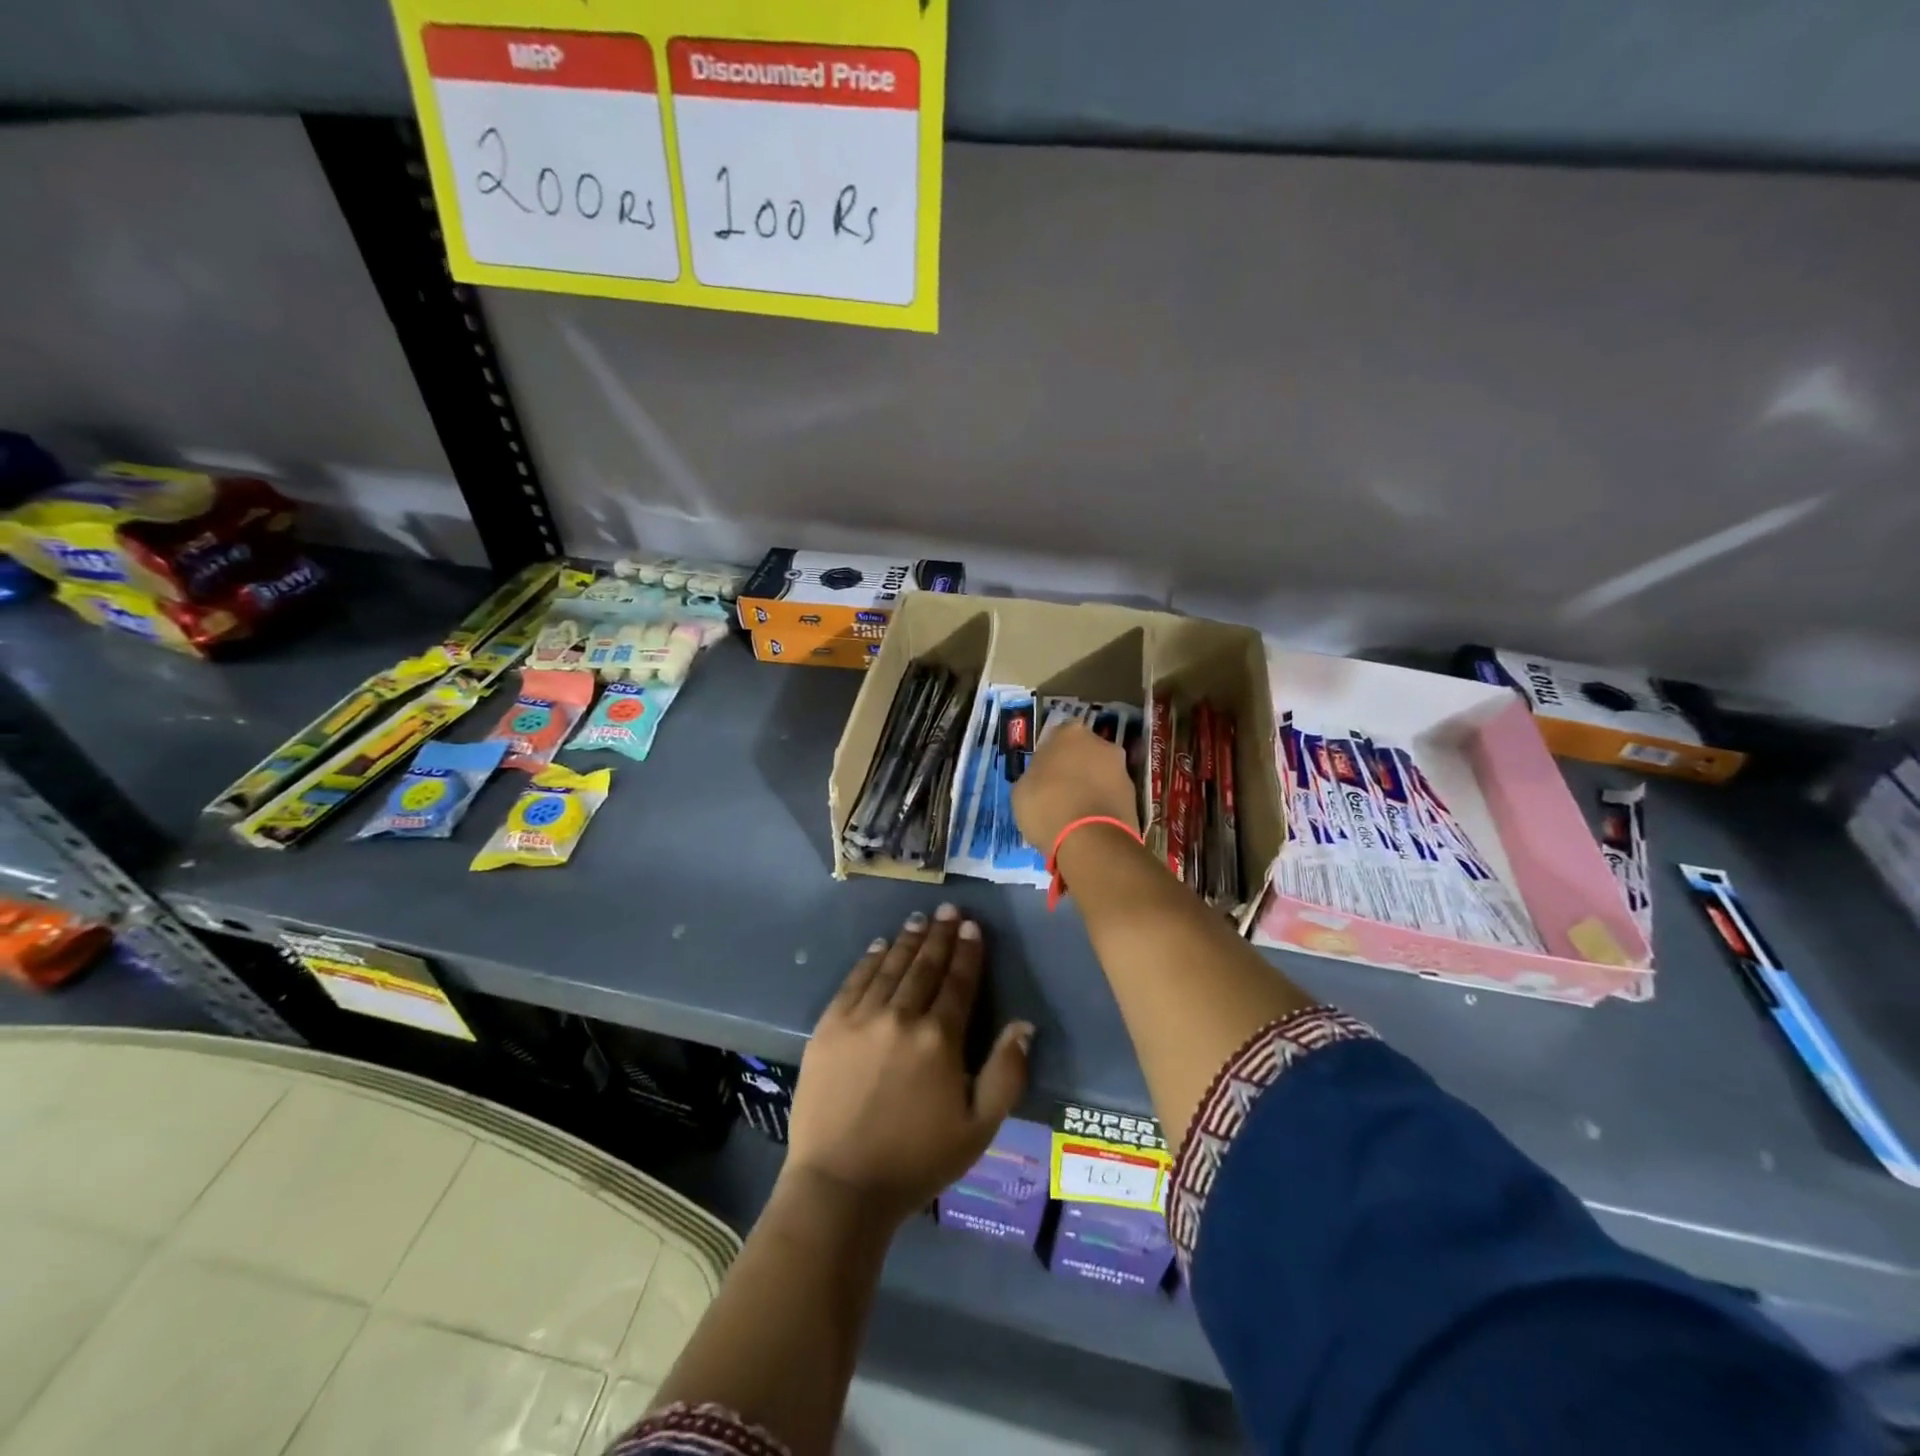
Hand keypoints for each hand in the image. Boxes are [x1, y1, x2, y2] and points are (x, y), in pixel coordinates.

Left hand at [784, 903, 1032, 1225]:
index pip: (959, 982)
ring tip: (919, 920)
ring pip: (891, 967)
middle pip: (925, 966)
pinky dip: (870, 960)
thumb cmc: (917, 1161)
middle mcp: (902, 1016)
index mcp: (940, 1039)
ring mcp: (861, 1018)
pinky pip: (854, 981)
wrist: (840, 1186)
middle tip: (949, 910)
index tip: (972, 927)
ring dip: (908, 940)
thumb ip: (1005, 1073)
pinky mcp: (829, 1027)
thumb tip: (1023, 1025)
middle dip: (940, 935)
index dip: (968, 952)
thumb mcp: (979, 1128)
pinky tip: (879, 946)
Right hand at [1012, 719, 1139, 853]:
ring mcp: (1122, 770)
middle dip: (1075, 768)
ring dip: (1091, 787)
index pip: (1057, 736)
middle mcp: (1101, 744)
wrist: (1090, 841)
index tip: (1042, 774)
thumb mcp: (1021, 790)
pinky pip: (1111, 796)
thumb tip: (1041, 780)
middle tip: (1059, 792)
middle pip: (1084, 753)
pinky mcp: (1135, 797)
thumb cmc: (1047, 806)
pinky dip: (1102, 805)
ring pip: (1101, 774)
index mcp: (1069, 733)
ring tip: (1075, 814)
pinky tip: (1089, 825)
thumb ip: (1034, 776)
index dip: (1050, 755)